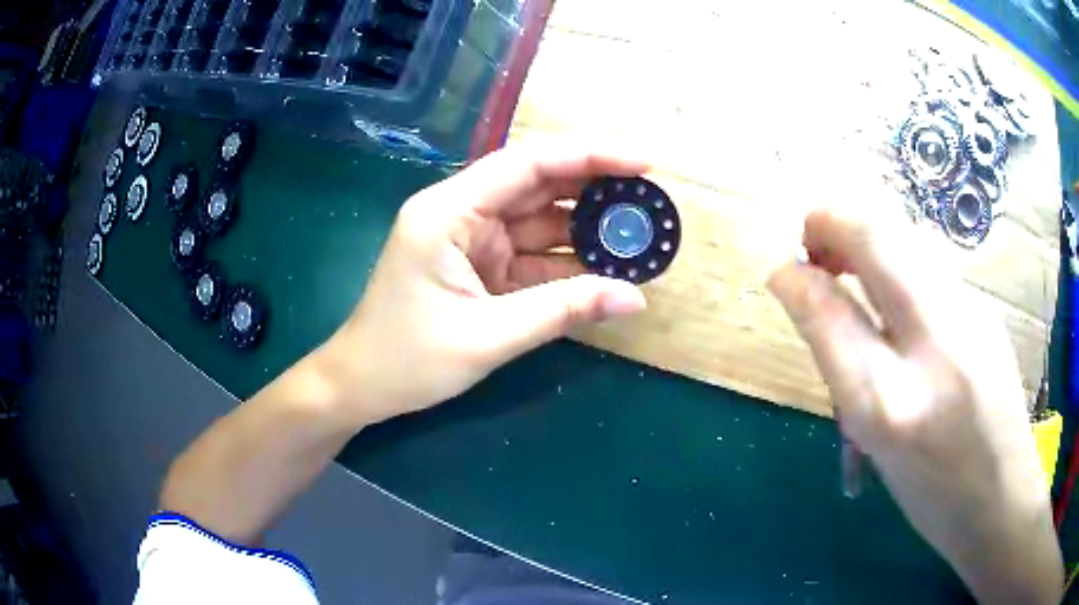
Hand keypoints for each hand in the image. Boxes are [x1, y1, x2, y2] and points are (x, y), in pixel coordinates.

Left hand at [317, 142, 648, 425]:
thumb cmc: (406, 360)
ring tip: (640, 235)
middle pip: (538, 184)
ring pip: (541, 220)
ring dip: (588, 228)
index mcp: (448, 211)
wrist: (362, 386)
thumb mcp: (487, 337)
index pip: (528, 163)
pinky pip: (533, 254)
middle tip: (652, 200)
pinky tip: (607, 269)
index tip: (644, 163)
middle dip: (596, 189)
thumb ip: (563, 311)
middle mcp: (461, 212)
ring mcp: (471, 238)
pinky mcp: (480, 265)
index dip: (590, 156)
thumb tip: (636, 298)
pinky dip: (569, 261)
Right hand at [767, 207, 1060, 603]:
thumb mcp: (874, 443)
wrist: (1001, 497)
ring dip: (865, 238)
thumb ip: (842, 361)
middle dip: (830, 222)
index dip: (797, 278)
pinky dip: (896, 261)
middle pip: (875, 234)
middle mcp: (935, 343)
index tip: (784, 273)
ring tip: (852, 271)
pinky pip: (927, 260)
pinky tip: (899, 297)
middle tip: (816, 252)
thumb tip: (803, 292)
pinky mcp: (984, 304)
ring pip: (903, 235)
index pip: (831, 310)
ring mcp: (970, 312)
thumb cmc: (930, 490)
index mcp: (892, 404)